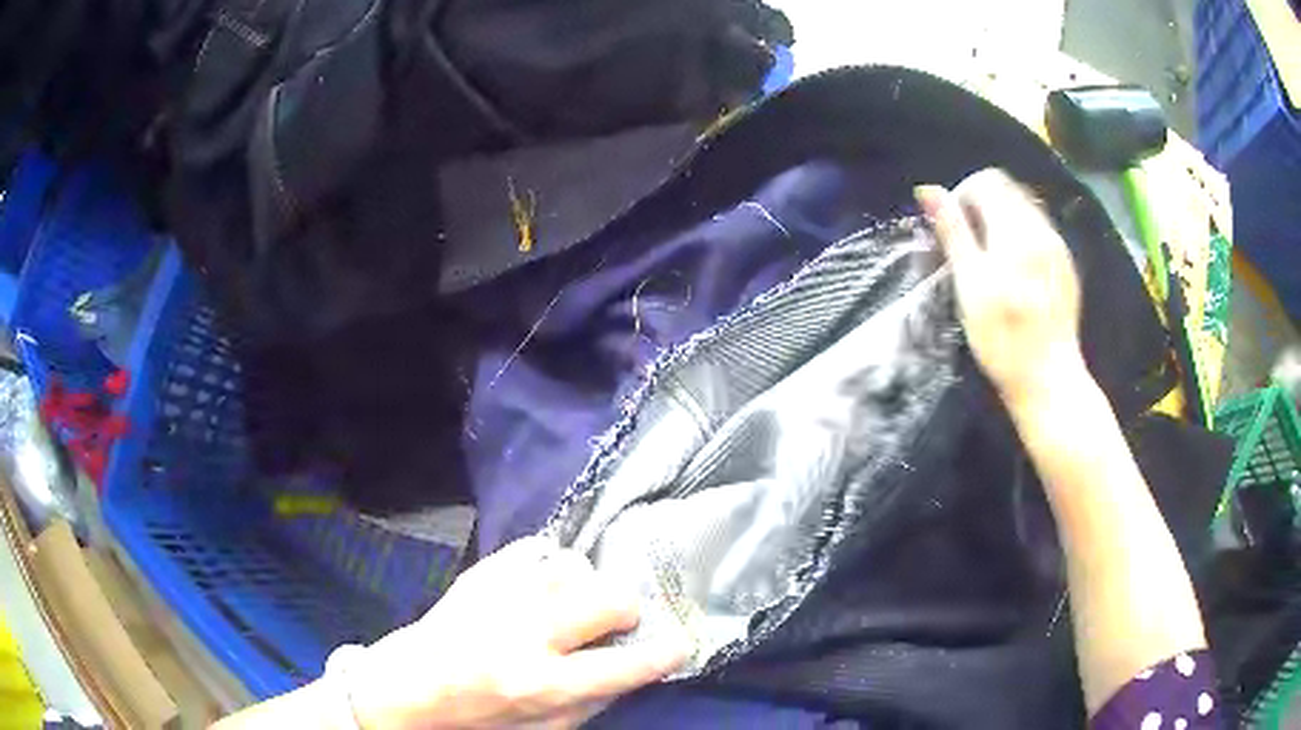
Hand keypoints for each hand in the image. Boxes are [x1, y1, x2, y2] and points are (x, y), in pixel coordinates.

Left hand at [346, 537, 688, 728]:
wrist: (408, 685)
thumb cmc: (476, 717)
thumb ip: (589, 704)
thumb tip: (631, 672)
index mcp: (540, 684)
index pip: (620, 667)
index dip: (661, 655)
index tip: (682, 643)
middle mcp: (525, 634)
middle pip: (606, 599)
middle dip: (625, 608)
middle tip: (617, 619)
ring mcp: (500, 596)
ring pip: (572, 565)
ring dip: (585, 584)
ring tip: (573, 600)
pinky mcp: (480, 574)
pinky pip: (535, 548)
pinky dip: (549, 563)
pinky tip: (542, 582)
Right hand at [915, 169, 1087, 411]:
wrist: (1050, 380)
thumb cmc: (1003, 339)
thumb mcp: (970, 285)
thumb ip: (952, 231)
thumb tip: (927, 189)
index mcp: (1016, 230)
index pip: (986, 181)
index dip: (962, 196)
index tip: (953, 231)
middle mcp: (1042, 228)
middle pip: (1007, 189)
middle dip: (982, 205)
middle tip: (969, 246)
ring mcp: (1058, 246)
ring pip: (1024, 207)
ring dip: (1001, 219)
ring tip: (990, 259)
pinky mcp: (1066, 265)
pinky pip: (1040, 229)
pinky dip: (1021, 235)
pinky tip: (1015, 272)